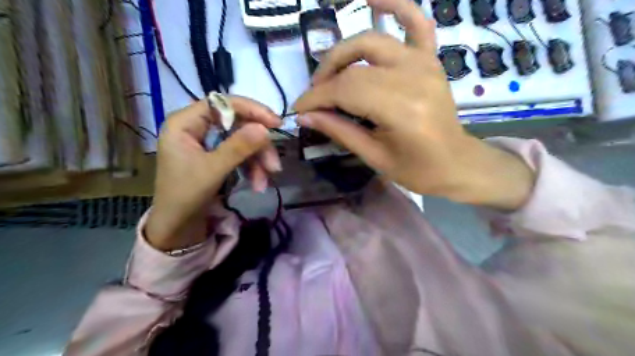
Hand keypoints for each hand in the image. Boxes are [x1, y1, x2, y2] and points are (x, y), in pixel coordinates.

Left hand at [147, 98, 281, 250]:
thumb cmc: (185, 196)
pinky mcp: (217, 156)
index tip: (276, 123)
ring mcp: (208, 142)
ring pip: (243, 141)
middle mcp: (196, 127)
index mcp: (185, 123)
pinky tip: (258, 184)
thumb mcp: (212, 170)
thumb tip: (265, 128)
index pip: (222, 103)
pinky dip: (252, 168)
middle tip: (274, 165)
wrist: (177, 228)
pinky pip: (241, 154)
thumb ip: (238, 147)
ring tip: (265, 182)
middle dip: (258, 146)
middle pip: (238, 124)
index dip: (251, 110)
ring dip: (258, 161)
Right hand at [295, 0, 531, 208]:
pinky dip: (395, 6)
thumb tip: (305, 116)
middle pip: (355, 67)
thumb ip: (340, 131)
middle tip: (314, 97)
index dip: (317, 97)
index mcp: (402, 110)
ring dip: (343, 52)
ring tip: (329, 73)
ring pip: (372, 41)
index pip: (346, 90)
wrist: (456, 163)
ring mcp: (425, 63)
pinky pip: (415, 22)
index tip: (298, 108)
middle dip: (325, 80)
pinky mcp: (431, 59)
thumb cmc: (417, 170)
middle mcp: (414, 78)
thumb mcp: (375, 157)